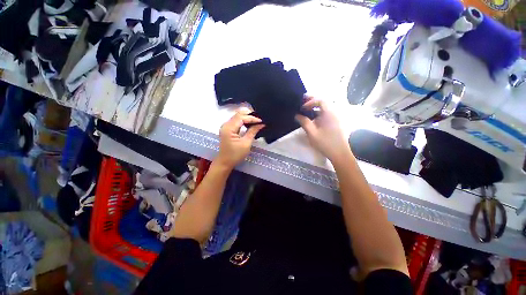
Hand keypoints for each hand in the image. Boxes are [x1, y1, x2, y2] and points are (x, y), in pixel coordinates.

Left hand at [216, 109, 264, 168]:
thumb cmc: (235, 155)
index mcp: (229, 128)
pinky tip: (250, 123)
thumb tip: (261, 124)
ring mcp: (226, 127)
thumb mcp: (246, 143)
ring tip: (256, 120)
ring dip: (247, 117)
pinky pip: (236, 121)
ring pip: (237, 117)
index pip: (241, 117)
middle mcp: (226, 125)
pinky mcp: (227, 129)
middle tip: (259, 119)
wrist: (225, 162)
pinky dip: (243, 121)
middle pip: (238, 114)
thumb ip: (253, 131)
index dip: (252, 118)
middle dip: (249, 115)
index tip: (261, 121)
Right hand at [295, 97, 349, 161]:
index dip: (310, 101)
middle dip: (312, 101)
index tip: (302, 108)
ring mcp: (335, 118)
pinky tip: (312, 118)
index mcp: (329, 114)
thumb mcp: (312, 133)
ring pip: (324, 108)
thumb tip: (297, 115)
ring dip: (315, 107)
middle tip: (302, 102)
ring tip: (305, 109)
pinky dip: (318, 112)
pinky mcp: (335, 123)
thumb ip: (304, 122)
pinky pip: (326, 113)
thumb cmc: (325, 143)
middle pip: (323, 102)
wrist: (340, 153)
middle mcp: (334, 113)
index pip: (320, 100)